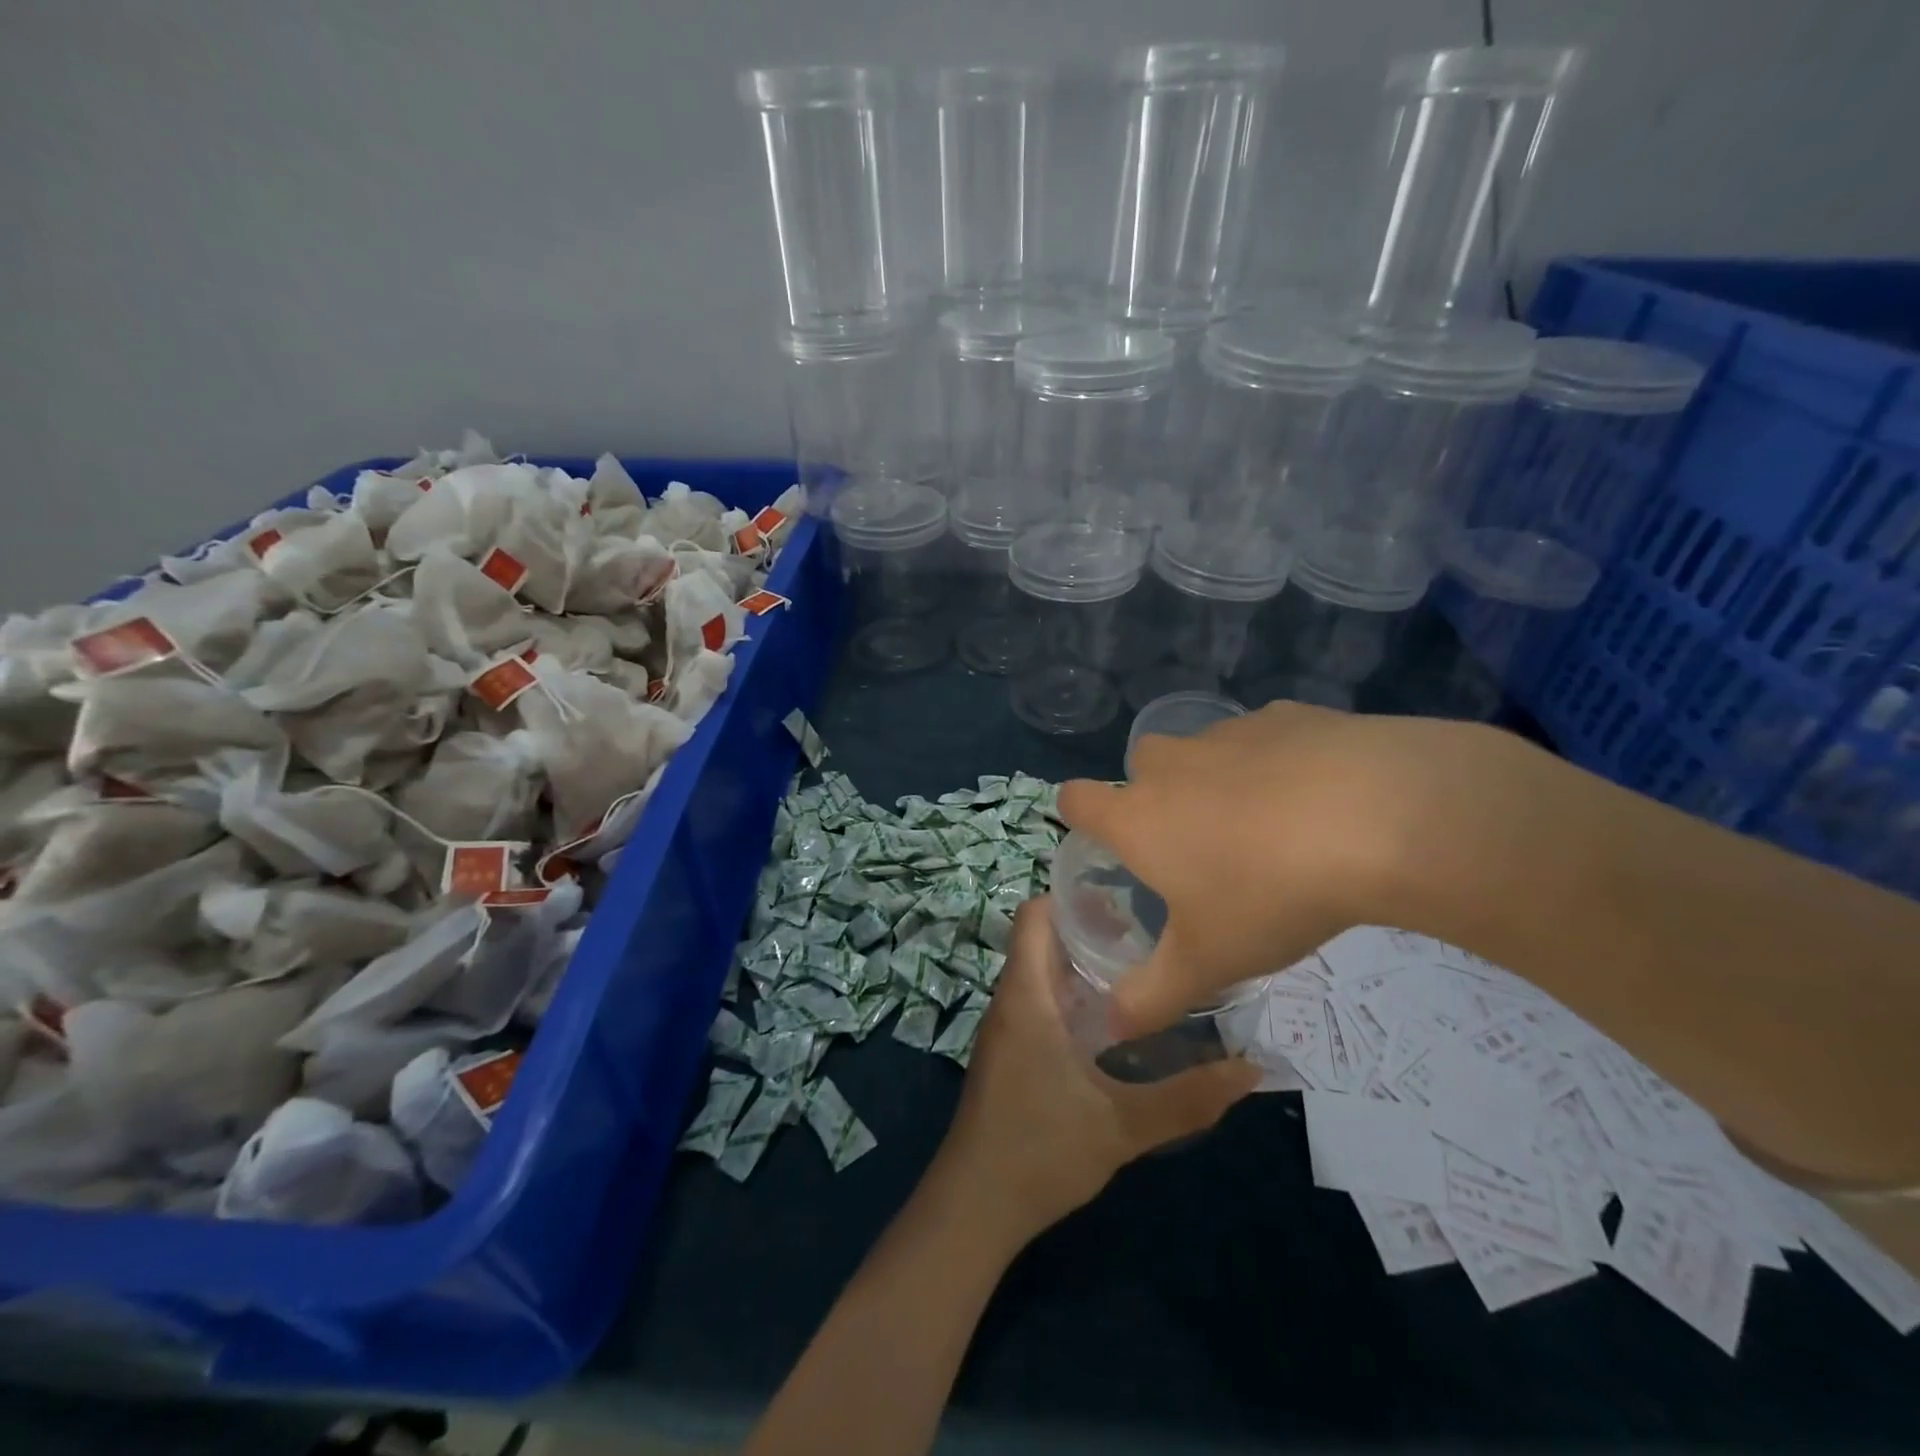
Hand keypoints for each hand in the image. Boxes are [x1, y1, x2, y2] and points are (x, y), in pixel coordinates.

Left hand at [933, 896, 1258, 1247]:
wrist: (976, 1206)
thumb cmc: (1041, 1151)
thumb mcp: (1123, 1126)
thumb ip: (1188, 1099)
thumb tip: (1252, 1070)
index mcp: (1027, 994)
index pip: (1034, 914)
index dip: (1071, 895)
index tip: (1125, 895)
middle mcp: (1011, 999)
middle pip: (1043, 938)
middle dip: (1091, 927)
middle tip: (1151, 930)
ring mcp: (1007, 1027)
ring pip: (1042, 971)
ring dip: (1083, 963)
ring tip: (1143, 965)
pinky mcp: (1011, 1052)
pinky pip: (1040, 1000)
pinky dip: (1072, 994)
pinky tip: (1115, 1020)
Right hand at [1058, 702, 1539, 1035]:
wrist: (1378, 818)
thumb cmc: (1269, 893)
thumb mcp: (1208, 962)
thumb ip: (1151, 997)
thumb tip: (1111, 1029)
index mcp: (1137, 816)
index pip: (1075, 799)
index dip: (1079, 815)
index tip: (1107, 841)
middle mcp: (1170, 764)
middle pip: (1141, 769)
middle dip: (1158, 798)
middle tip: (1201, 846)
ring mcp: (1227, 731)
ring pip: (1204, 753)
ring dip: (1219, 781)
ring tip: (1270, 826)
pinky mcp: (1285, 715)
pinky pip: (1264, 739)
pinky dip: (1276, 763)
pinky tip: (1319, 797)